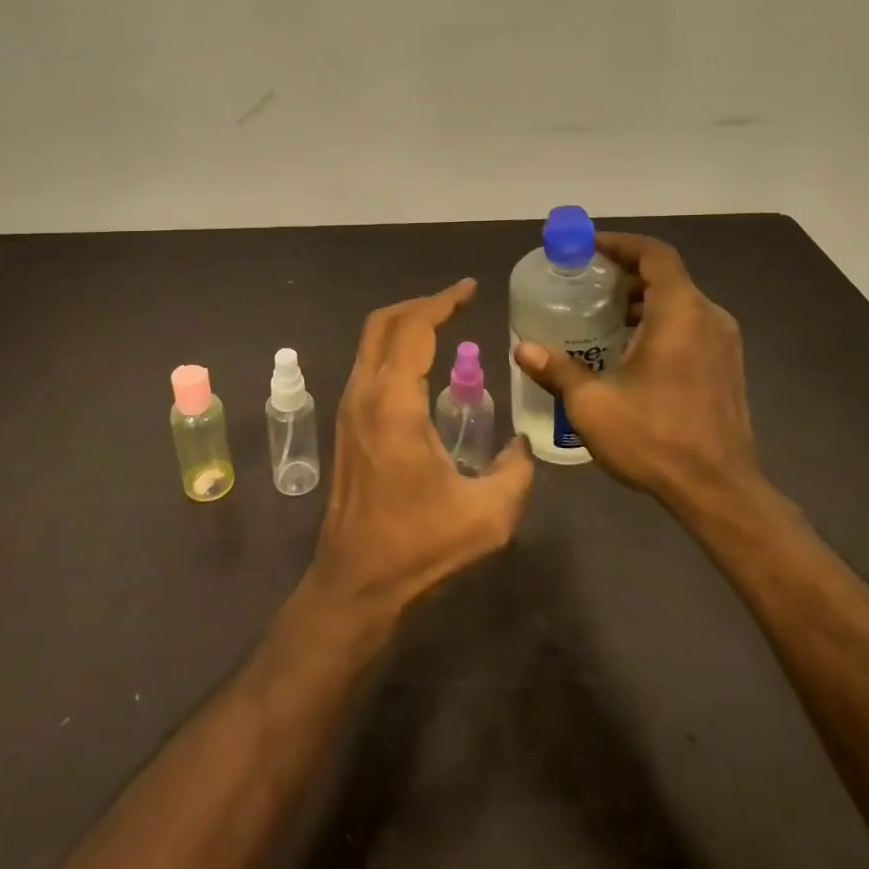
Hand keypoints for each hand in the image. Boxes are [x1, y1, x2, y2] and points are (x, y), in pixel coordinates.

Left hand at [312, 279, 534, 621]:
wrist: (355, 580)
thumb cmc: (418, 545)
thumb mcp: (488, 515)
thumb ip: (516, 471)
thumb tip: (521, 445)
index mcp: (394, 404)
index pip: (414, 329)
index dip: (442, 302)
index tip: (470, 288)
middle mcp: (364, 394)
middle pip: (383, 324)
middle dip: (420, 304)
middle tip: (457, 302)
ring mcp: (349, 408)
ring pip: (370, 343)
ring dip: (405, 325)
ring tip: (444, 326)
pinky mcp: (347, 424)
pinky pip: (369, 365)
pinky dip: (395, 349)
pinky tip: (423, 368)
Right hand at [512, 234, 759, 512]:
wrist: (720, 491)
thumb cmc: (655, 438)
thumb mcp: (592, 404)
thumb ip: (557, 370)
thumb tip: (521, 348)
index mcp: (680, 313)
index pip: (654, 255)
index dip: (621, 244)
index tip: (588, 248)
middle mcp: (708, 318)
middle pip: (666, 276)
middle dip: (625, 274)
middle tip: (585, 284)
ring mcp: (724, 344)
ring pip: (680, 303)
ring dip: (643, 301)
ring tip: (602, 317)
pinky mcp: (727, 368)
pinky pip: (691, 326)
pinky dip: (660, 323)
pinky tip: (631, 351)